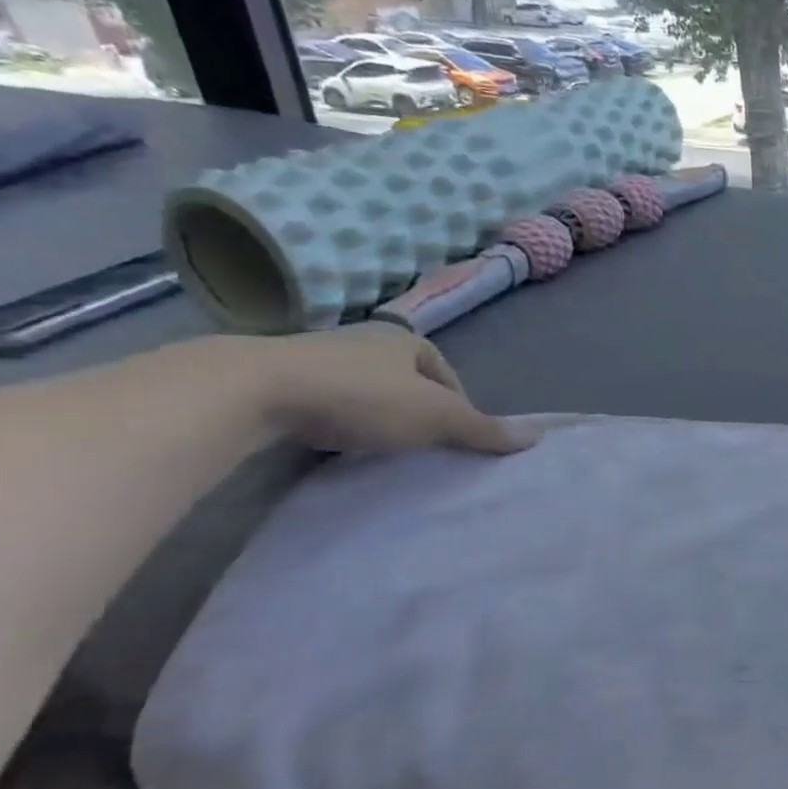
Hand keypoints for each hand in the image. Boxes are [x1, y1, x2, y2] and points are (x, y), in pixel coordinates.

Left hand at [242, 323, 531, 455]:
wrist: (252, 390)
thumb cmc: (361, 397)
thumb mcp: (436, 416)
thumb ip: (483, 429)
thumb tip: (535, 438)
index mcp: (406, 339)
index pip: (446, 374)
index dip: (458, 406)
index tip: (455, 439)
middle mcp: (364, 340)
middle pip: (406, 382)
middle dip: (417, 411)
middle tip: (421, 446)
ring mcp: (317, 356)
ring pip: (365, 391)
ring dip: (376, 416)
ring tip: (379, 449)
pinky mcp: (277, 378)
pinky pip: (325, 401)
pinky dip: (337, 421)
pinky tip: (333, 443)